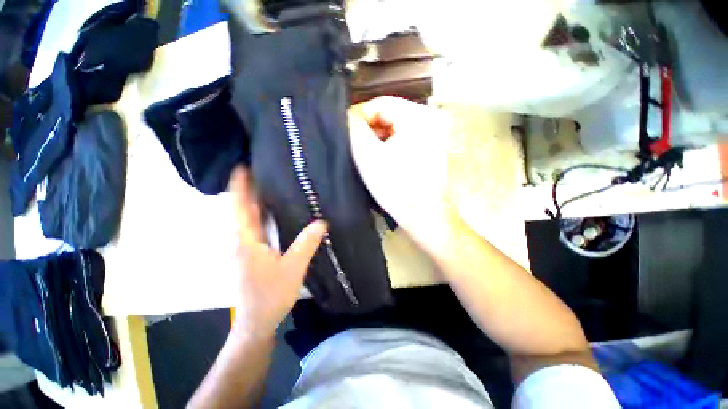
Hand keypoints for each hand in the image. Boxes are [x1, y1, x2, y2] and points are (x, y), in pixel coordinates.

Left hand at [230, 167, 326, 336]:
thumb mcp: (292, 268)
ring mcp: (242, 247)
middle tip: (262, 170)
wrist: (256, 321)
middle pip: (240, 209)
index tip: (243, 166)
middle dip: (247, 188)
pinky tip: (270, 211)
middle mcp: (239, 240)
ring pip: (245, 218)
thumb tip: (322, 221)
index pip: (239, 207)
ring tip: (267, 184)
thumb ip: (306, 243)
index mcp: (246, 241)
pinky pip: (251, 227)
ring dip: (252, 200)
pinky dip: (258, 214)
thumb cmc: (271, 295)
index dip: (239, 186)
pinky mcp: (248, 253)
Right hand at [348, 97, 452, 249]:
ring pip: (396, 129)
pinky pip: (405, 141)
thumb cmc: (396, 187)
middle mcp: (430, 121)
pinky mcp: (431, 151)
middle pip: (390, 115)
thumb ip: (355, 128)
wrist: (425, 218)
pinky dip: (390, 147)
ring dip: (379, 140)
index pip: (381, 102)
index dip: (359, 115)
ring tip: (366, 155)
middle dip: (369, 129)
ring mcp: (433, 136)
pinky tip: (381, 161)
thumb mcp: (368, 155)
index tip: (345, 131)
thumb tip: (349, 115)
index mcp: (418, 117)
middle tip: (354, 145)